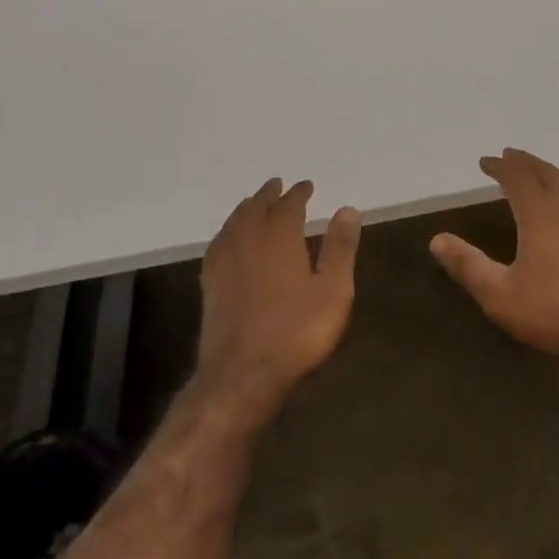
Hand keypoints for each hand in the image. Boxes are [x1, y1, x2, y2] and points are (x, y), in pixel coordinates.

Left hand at [197, 178, 361, 424]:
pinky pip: (217, 244)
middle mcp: (248, 240)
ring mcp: (225, 262)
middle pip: (256, 208)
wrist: (242, 373)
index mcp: (279, 237)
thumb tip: (348, 209)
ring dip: (246, 208)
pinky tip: (228, 239)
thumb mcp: (333, 290)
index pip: (288, 205)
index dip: (298, 193)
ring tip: (253, 203)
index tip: (306, 185)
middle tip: (277, 185)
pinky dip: (227, 232)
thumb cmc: (296, 330)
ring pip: (234, 223)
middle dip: (268, 195)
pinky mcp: (210, 284)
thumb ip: (340, 248)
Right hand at [430, 149, 558, 370]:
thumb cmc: (554, 311)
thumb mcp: (500, 295)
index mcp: (540, 213)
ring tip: (538, 173)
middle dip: (525, 162)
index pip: (517, 177)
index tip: (485, 161)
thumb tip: (436, 240)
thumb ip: (468, 265)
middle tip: (510, 156)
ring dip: (550, 172)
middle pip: (546, 172)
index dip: (500, 166)